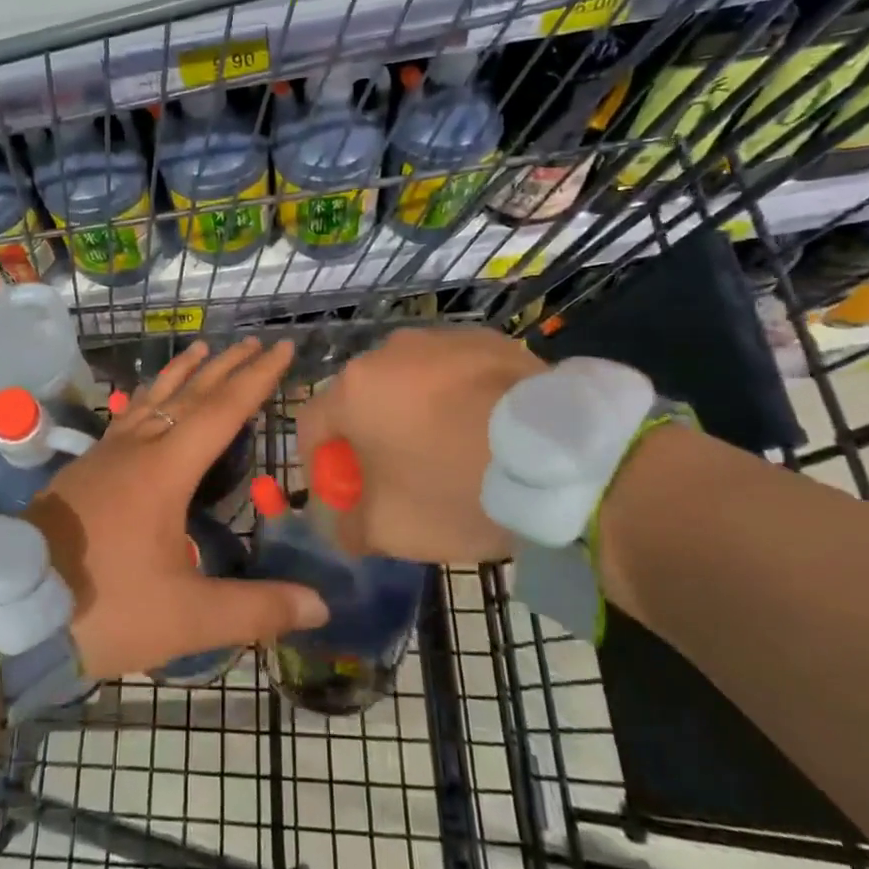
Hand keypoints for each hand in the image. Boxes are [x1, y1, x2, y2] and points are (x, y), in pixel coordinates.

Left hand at [29, 338, 328, 678]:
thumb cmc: (104, 607)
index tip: (281, 348)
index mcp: (166, 470)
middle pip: (189, 395)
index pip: (222, 411)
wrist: (9, 608)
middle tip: (254, 342)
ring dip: (183, 373)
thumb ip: (255, 609)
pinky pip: (127, 417)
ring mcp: (105, 456)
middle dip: (226, 366)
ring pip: (152, 400)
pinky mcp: (83, 470)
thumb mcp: (187, 617)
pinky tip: (145, 406)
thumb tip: (322, 606)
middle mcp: (136, 449)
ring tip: (201, 348)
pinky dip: (149, 398)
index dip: (257, 379)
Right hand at [296, 326, 541, 564]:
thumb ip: (348, 527)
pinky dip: (455, 397)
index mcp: (354, 389)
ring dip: (412, 412)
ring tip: (446, 449)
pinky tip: (482, 429)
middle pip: (361, 399)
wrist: (557, 458)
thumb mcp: (390, 529)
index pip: (312, 424)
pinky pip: (454, 372)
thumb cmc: (455, 488)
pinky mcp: (487, 339)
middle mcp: (389, 351)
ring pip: (408, 381)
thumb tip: (341, 525)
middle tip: (395, 476)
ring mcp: (441, 339)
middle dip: (368, 437)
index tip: (343, 493)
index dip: (319, 462)